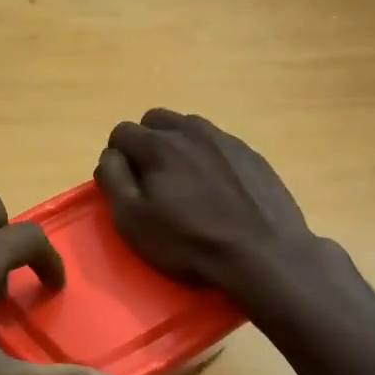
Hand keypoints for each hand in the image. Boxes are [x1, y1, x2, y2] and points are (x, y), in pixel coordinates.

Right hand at [95, 110, 316, 296]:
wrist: (263, 254)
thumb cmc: (189, 241)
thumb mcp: (133, 219)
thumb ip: (112, 179)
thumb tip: (110, 156)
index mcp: (158, 144)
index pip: (121, 131)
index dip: (116, 157)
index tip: (125, 185)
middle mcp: (191, 130)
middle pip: (154, 120)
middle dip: (145, 143)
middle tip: (152, 179)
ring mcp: (225, 139)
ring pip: (188, 128)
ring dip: (177, 146)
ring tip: (184, 183)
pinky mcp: (251, 154)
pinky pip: (217, 144)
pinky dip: (207, 158)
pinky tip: (216, 190)